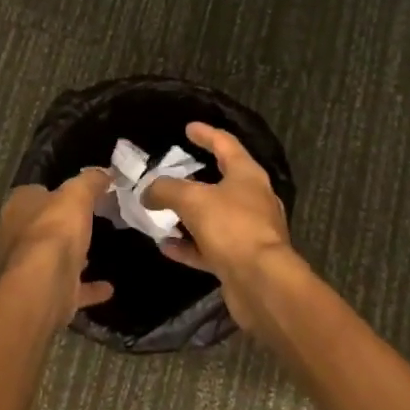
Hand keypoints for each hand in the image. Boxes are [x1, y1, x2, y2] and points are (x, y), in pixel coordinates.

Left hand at [0, 169, 115, 323]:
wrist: (44, 284)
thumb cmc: (55, 229)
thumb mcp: (78, 193)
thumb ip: (91, 181)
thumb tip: (104, 172)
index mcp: (17, 207)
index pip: (34, 193)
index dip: (55, 192)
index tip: (79, 195)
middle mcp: (15, 237)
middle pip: (40, 226)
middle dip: (61, 226)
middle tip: (88, 222)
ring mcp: (27, 268)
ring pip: (51, 258)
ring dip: (70, 257)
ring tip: (95, 252)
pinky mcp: (43, 293)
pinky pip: (69, 286)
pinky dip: (87, 288)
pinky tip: (108, 288)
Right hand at [140, 123, 300, 329]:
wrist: (261, 282)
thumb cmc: (232, 227)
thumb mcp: (193, 199)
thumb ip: (167, 189)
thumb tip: (148, 190)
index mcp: (247, 175)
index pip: (226, 144)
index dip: (206, 134)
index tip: (188, 127)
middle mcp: (252, 199)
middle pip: (222, 180)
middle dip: (195, 177)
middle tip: (172, 171)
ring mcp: (248, 230)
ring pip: (214, 216)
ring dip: (189, 214)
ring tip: (162, 210)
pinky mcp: (240, 259)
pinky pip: (210, 246)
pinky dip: (189, 245)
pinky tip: (166, 246)